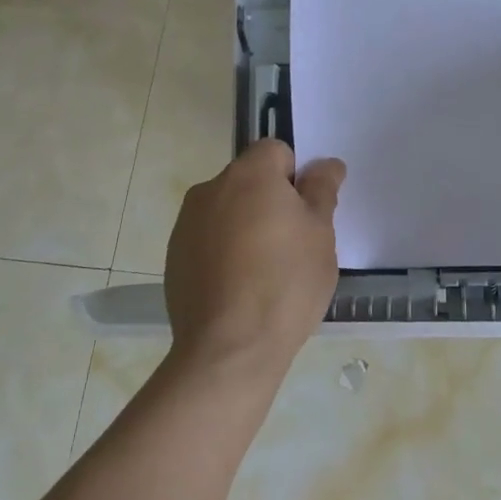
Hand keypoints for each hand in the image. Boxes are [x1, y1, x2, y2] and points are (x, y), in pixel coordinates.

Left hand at [164, 140, 345, 379]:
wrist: (229, 349)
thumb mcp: (321, 235)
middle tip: (294, 244)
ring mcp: (186, 224)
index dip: (296, 176)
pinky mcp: (174, 257)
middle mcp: (210, 189)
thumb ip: (322, 191)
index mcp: (249, 175)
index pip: (275, 150)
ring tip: (265, 272)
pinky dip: (224, 252)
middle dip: (271, 201)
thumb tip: (326, 165)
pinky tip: (239, 288)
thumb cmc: (286, 284)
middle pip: (249, 180)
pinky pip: (208, 239)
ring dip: (246, 226)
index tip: (307, 212)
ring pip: (227, 210)